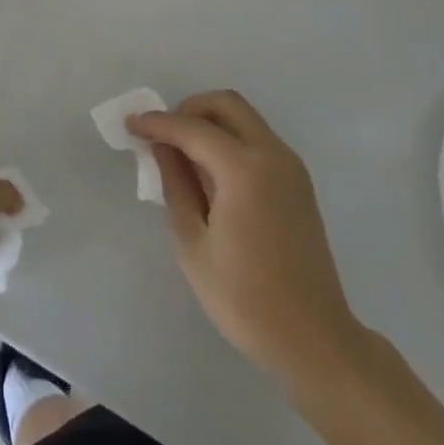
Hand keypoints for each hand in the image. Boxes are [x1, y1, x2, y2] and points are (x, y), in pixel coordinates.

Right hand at [129, 91, 365, 393]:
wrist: (314, 340)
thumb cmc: (244, 298)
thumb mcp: (193, 244)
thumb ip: (176, 185)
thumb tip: (162, 148)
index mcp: (245, 170)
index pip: (192, 129)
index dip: (157, 123)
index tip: (130, 124)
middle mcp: (272, 155)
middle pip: (226, 104)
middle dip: (188, 109)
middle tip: (162, 135)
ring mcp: (290, 167)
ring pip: (244, 118)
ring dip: (210, 122)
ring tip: (181, 154)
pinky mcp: (297, 182)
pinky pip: (256, 139)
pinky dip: (229, 139)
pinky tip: (209, 172)